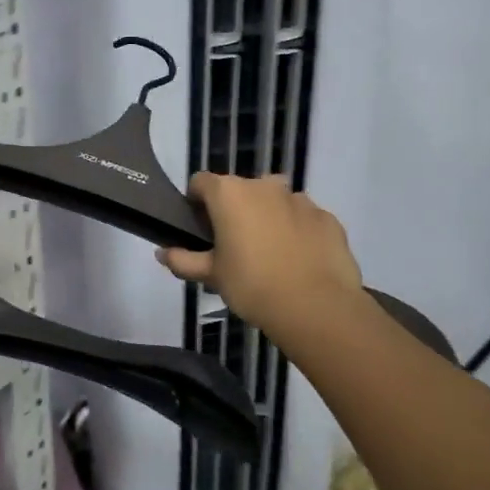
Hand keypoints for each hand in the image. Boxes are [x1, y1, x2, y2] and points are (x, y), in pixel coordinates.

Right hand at [157, 174, 365, 343]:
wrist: (316, 307)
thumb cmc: (252, 285)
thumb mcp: (211, 275)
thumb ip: (183, 260)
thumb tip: (162, 253)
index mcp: (229, 193)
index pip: (201, 182)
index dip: (197, 202)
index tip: (200, 227)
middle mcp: (263, 186)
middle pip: (240, 189)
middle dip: (235, 210)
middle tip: (234, 244)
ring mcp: (299, 199)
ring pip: (275, 201)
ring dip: (268, 217)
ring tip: (270, 252)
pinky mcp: (327, 218)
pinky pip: (304, 218)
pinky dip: (298, 231)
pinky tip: (298, 260)